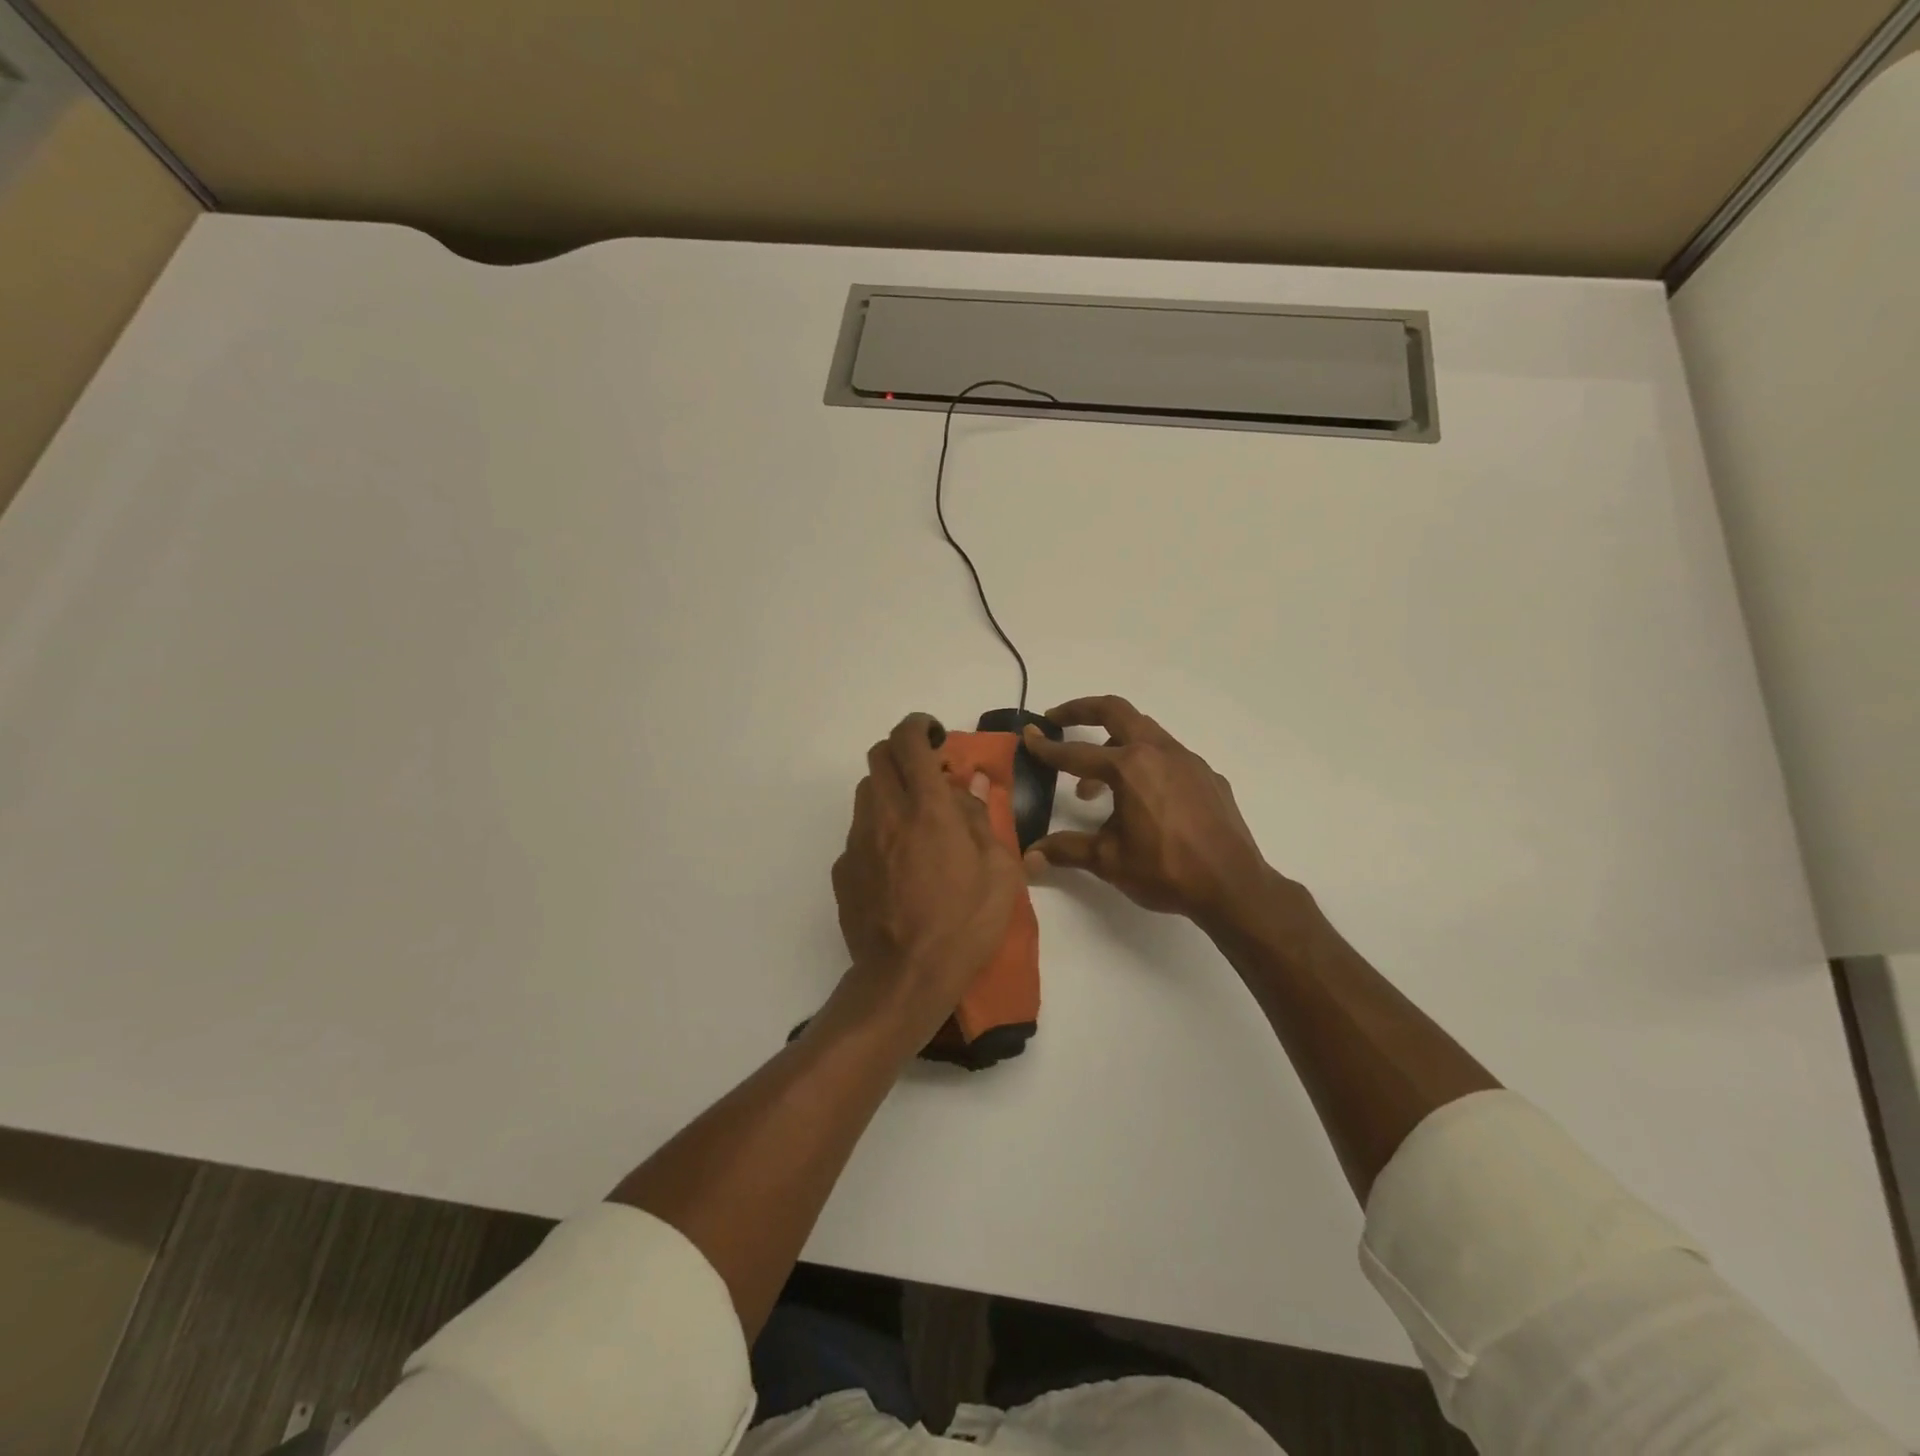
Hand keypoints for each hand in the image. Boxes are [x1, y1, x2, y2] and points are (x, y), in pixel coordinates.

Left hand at [831, 713, 1024, 1044]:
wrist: (905, 978)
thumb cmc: (964, 924)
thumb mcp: (999, 873)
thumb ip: (982, 820)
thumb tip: (970, 785)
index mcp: (928, 810)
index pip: (909, 742)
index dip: (918, 726)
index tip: (933, 735)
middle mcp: (886, 815)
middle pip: (878, 756)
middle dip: (901, 753)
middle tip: (927, 774)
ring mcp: (858, 841)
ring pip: (866, 792)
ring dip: (889, 790)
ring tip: (915, 820)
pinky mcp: (843, 868)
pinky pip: (859, 832)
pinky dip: (878, 830)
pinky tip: (897, 863)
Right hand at [1023, 695, 1270, 926]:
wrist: (1233, 886)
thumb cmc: (1166, 871)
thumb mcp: (1108, 861)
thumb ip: (1067, 850)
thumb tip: (1030, 856)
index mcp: (1129, 768)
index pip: (1076, 753)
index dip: (1047, 747)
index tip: (1028, 736)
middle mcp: (1158, 752)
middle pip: (1115, 711)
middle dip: (1082, 710)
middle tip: (1058, 720)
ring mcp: (1188, 760)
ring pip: (1144, 732)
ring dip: (1114, 744)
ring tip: (1096, 783)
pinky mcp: (1207, 776)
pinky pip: (1168, 756)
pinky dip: (1145, 764)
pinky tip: (1143, 800)